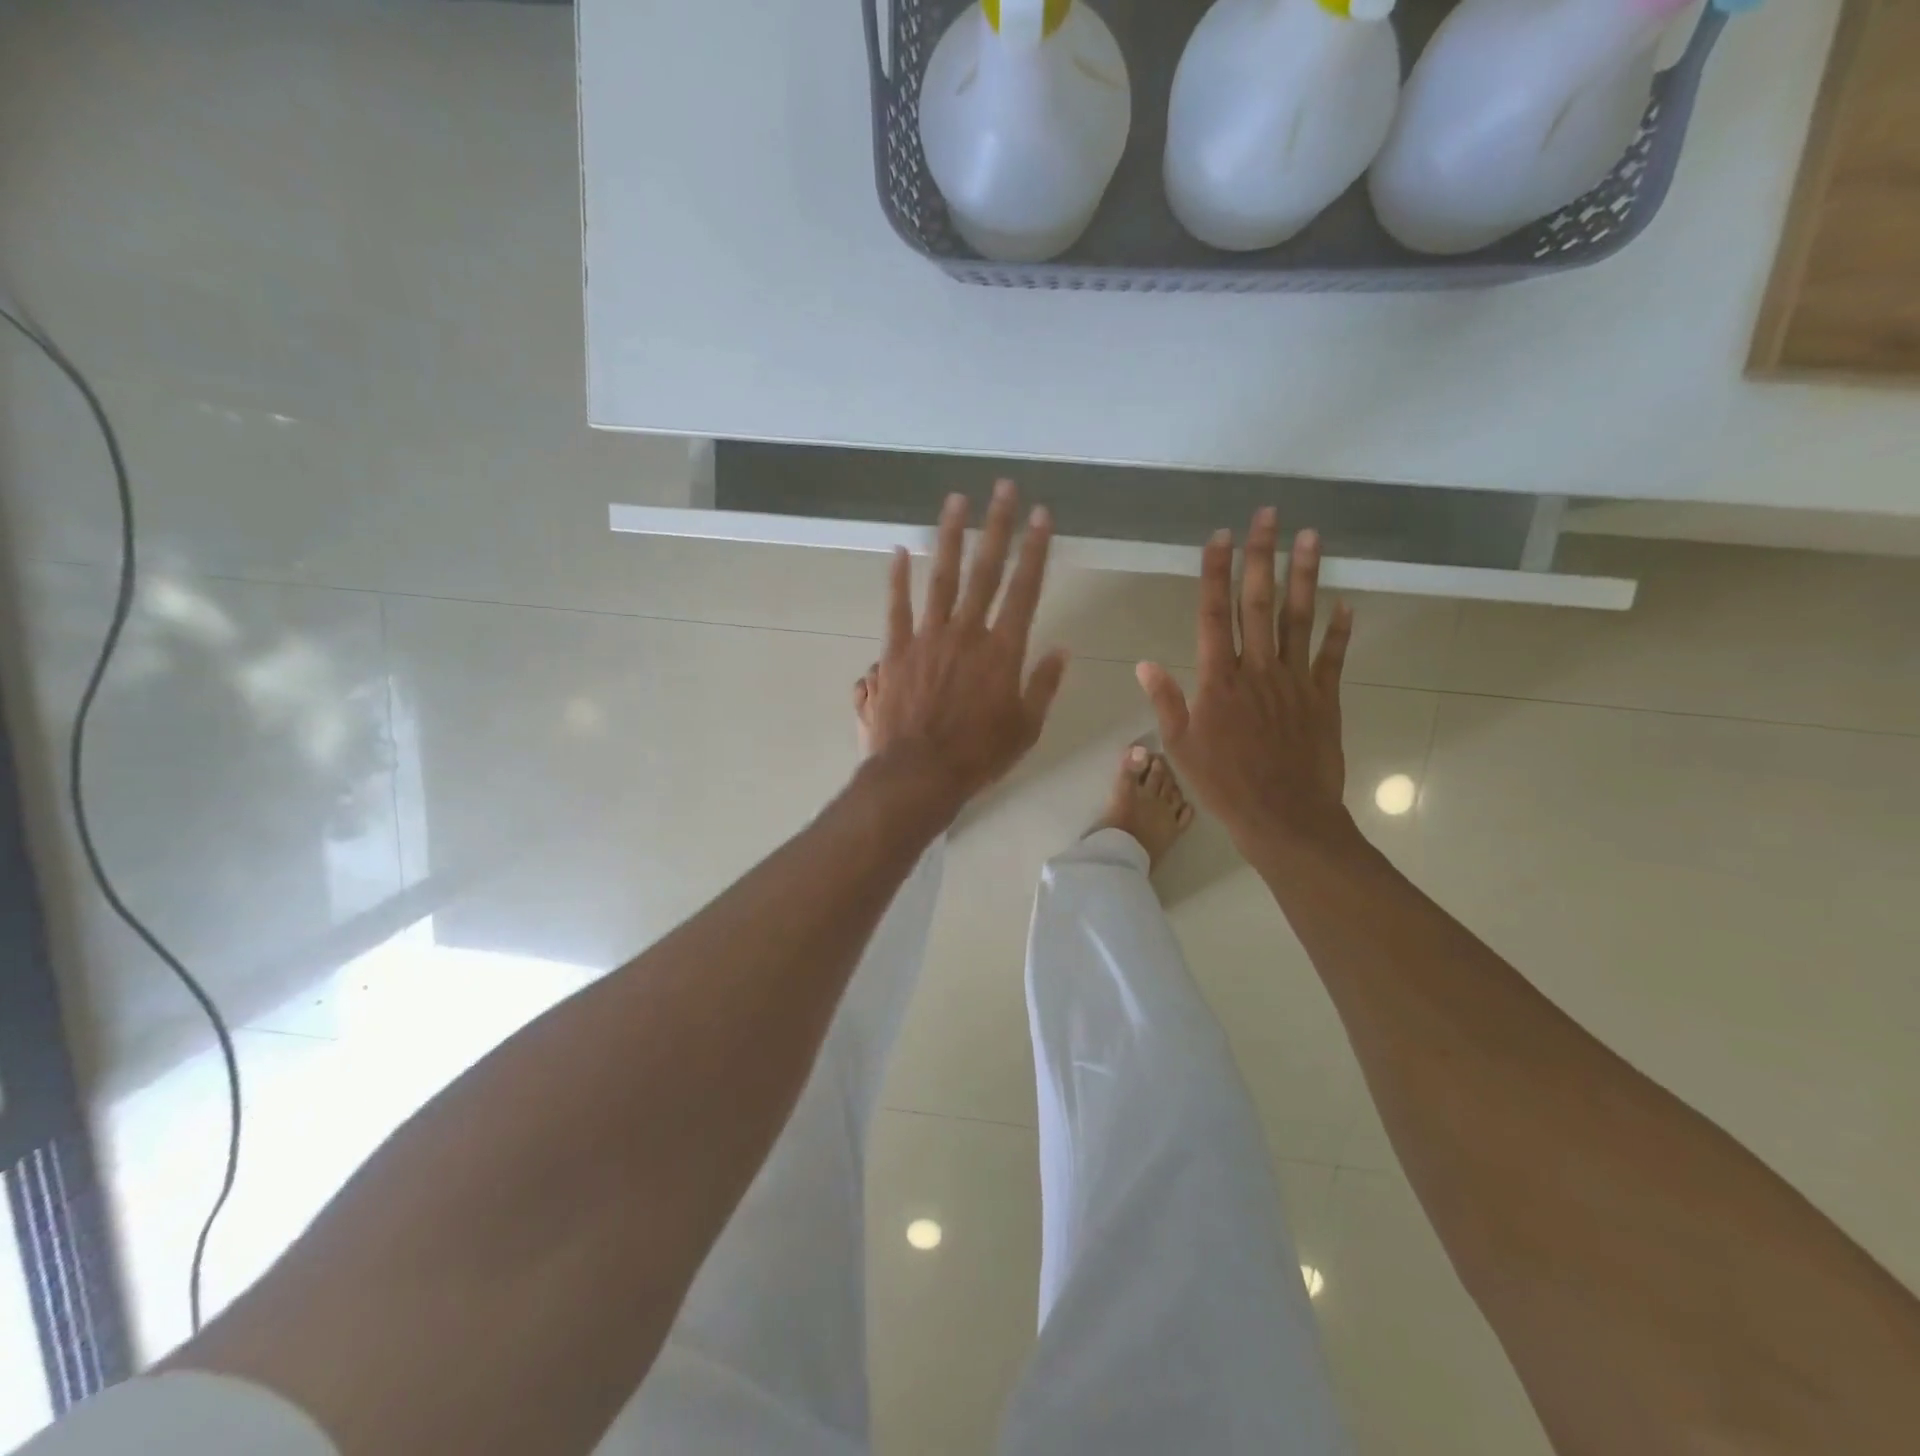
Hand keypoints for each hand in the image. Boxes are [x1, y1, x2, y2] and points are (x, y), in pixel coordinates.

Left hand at [865, 480, 1068, 815]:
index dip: (1035, 550)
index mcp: (1003, 650)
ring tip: (956, 500)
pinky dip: (897, 579)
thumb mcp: (1026, 727)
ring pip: (941, 577)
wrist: (920, 774)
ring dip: (950, 537)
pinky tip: (898, 551)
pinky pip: (897, 607)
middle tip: (1003, 488)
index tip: (1042, 516)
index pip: (1025, 589)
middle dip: (997, 526)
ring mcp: (928, 638)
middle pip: (985, 570)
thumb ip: (1043, 685)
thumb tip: (1062, 650)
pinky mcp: (896, 651)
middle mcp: (967, 633)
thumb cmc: (979, 756)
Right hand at [1136, 509, 1353, 854]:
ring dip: (1303, 576)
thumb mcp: (1181, 747)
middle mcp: (1257, 669)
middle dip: (1261, 556)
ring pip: (1298, 619)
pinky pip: (1332, 658)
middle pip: (1258, 604)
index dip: (1215, 573)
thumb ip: (1167, 702)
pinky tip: (1345, 603)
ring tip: (1310, 537)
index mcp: (1218, 680)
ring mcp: (1295, 681)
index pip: (1213, 615)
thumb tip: (1145, 664)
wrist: (1284, 817)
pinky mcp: (1324, 699)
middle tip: (1268, 515)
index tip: (1219, 537)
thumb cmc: (1224, 785)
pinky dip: (1339, 630)